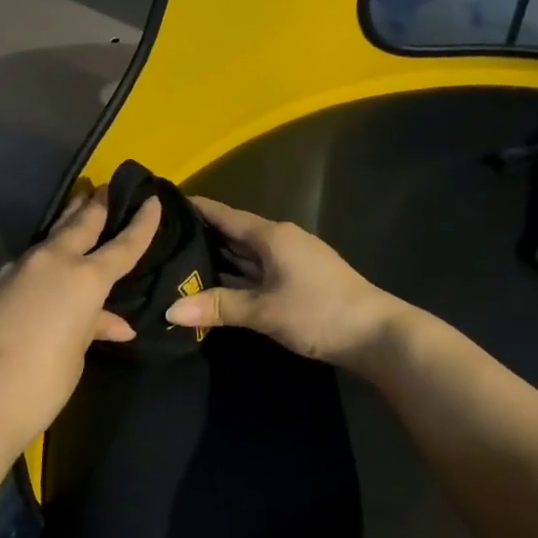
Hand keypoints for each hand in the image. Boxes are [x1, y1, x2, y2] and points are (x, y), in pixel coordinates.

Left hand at [0, 187, 161, 444]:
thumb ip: (96, 327)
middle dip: (97, 204)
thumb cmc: (44, 378)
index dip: (142, 223)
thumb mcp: (78, 352)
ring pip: (51, 236)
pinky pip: (30, 260)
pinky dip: (46, 256)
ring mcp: (20, 268)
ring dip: (68, 222)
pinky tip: (47, 265)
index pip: (123, 244)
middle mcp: (54, 262)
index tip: (152, 199)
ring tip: (80, 211)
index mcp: (85, 278)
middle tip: (108, 186)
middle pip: (81, 222)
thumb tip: (117, 324)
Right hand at [164, 197, 408, 370]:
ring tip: (180, 262)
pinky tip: (218, 285)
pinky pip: (259, 270)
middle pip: (235, 234)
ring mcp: (292, 260)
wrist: (376, 334)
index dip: (196, 208)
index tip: (164, 202)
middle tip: (161, 240)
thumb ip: (218, 307)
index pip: (225, 215)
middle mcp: (281, 240)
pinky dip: (237, 275)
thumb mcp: (264, 311)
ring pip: (247, 254)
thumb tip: (170, 309)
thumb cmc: (319, 313)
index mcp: (272, 236)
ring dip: (219, 259)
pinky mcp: (299, 279)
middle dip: (202, 236)